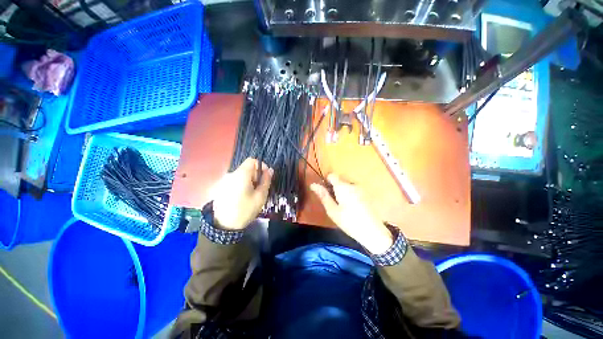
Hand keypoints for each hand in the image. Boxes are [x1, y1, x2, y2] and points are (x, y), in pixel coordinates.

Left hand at [212, 158, 272, 229]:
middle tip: (260, 188)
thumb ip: (266, 181)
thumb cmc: (245, 210)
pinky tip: (242, 197)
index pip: (252, 160)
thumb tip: (270, 170)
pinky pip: (234, 181)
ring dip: (249, 181)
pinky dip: (241, 185)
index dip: (261, 165)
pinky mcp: (220, 187)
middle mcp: (231, 174)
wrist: (223, 226)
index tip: (265, 177)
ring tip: (251, 194)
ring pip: (240, 175)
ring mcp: (224, 181)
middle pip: (246, 168)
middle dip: (255, 175)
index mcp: (241, 175)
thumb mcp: (260, 196)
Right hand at [310, 174, 393, 254]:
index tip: (326, 193)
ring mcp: (361, 188)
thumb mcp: (332, 210)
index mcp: (343, 187)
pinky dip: (350, 194)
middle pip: (339, 180)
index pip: (332, 175)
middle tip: (334, 203)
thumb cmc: (349, 221)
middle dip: (334, 188)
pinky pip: (354, 189)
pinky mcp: (366, 194)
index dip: (326, 181)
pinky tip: (352, 207)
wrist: (373, 232)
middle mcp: (352, 184)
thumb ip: (323, 195)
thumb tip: (313, 184)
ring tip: (343, 207)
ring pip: (347, 185)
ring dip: (342, 192)